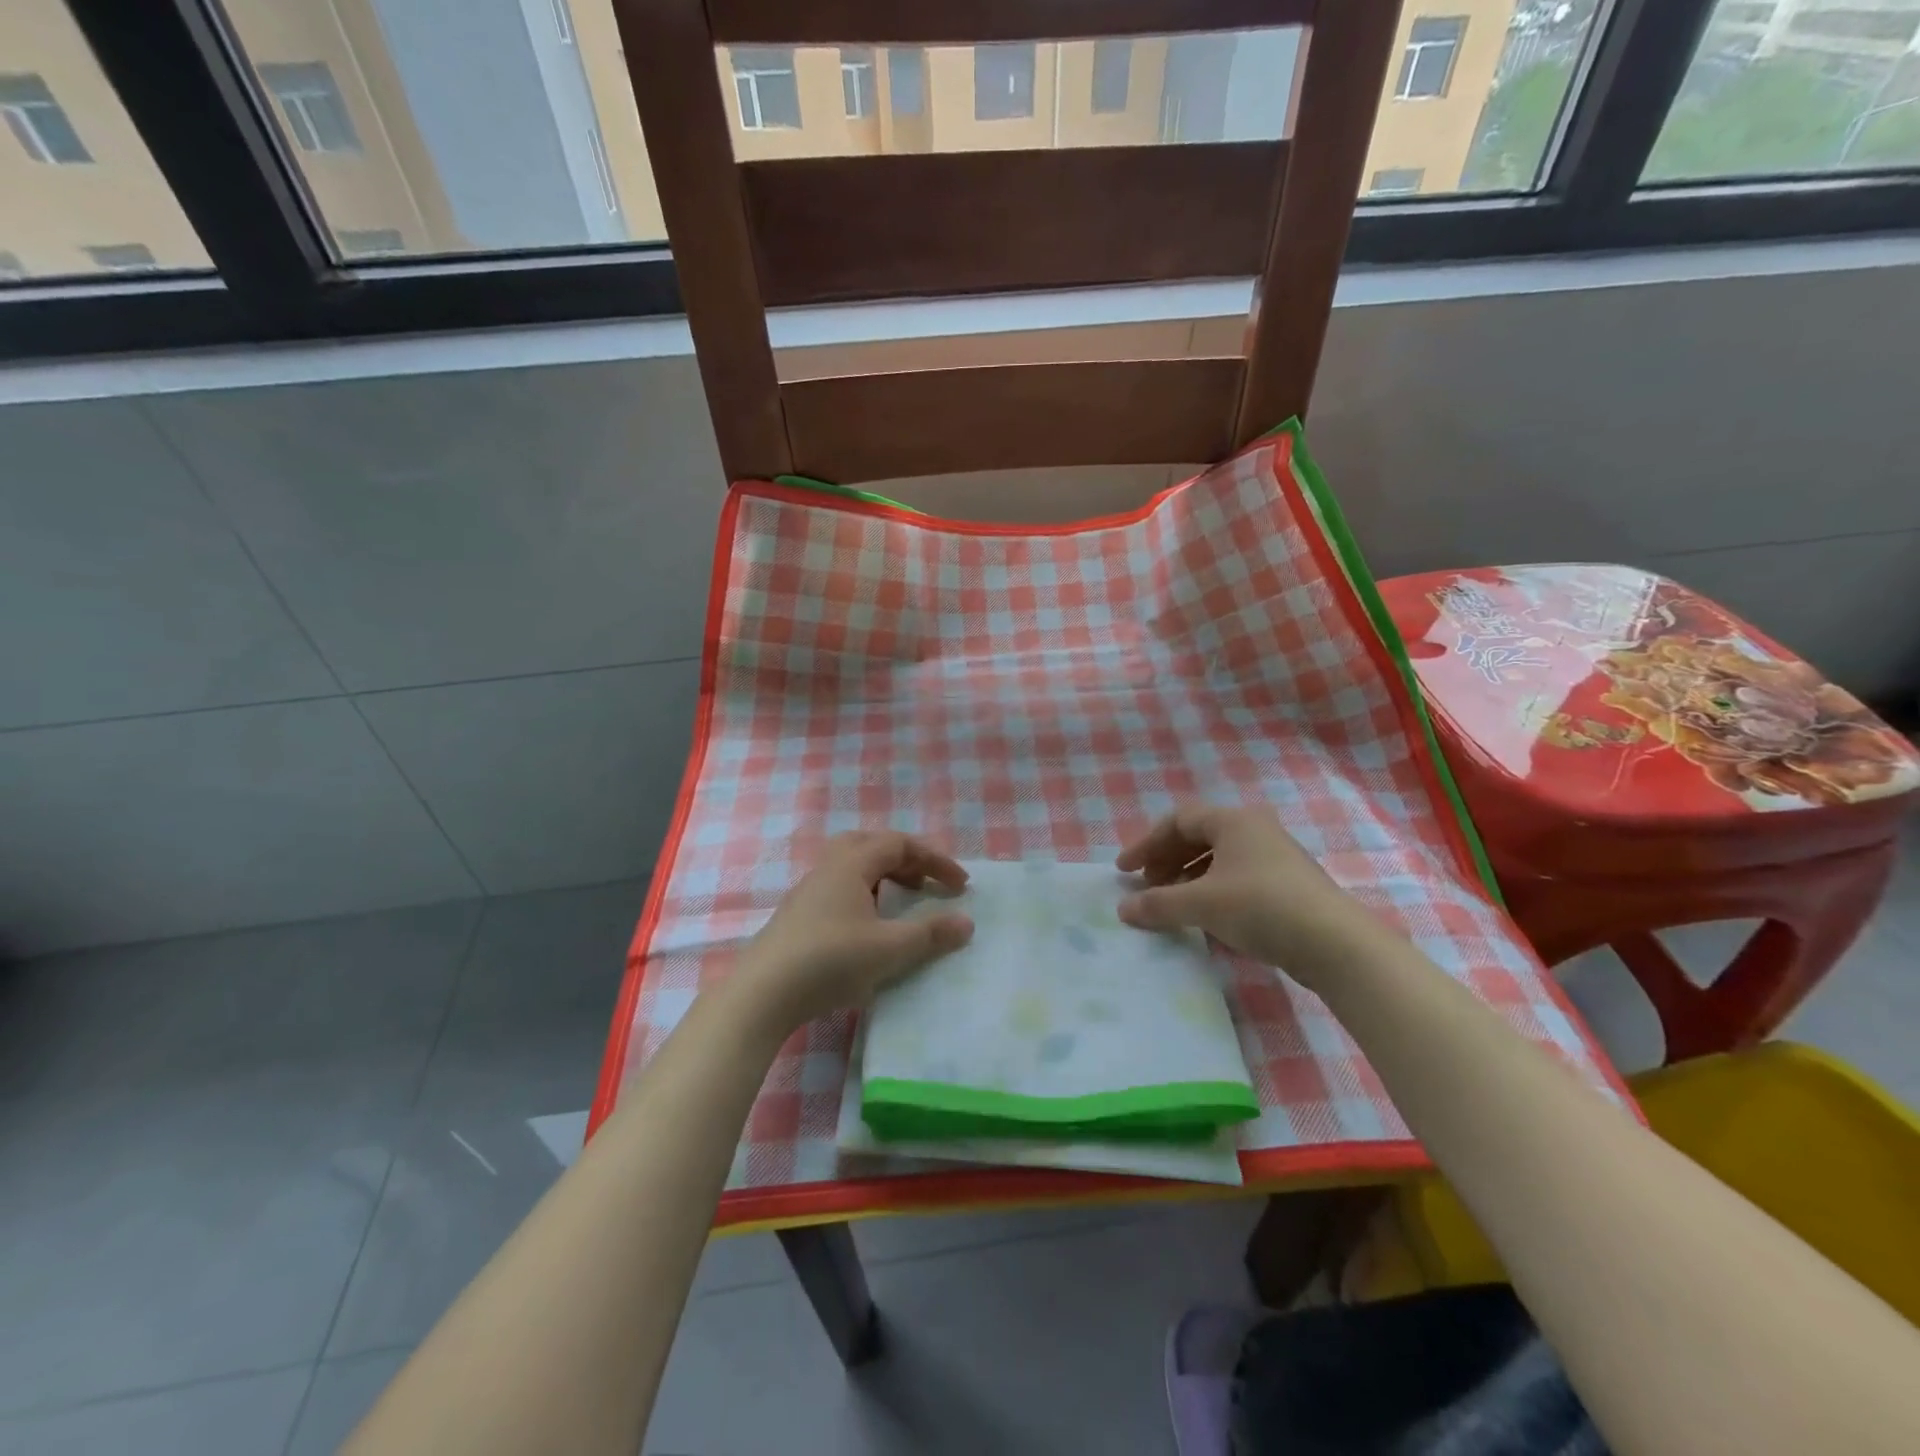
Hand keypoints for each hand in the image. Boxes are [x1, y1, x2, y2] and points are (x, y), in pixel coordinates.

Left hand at [731, 830, 973, 1035]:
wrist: (762, 994)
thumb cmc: (830, 961)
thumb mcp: (889, 949)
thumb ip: (930, 934)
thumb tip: (966, 922)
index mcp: (851, 864)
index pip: (900, 844)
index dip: (934, 860)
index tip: (960, 885)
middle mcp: (828, 869)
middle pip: (872, 846)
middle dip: (906, 860)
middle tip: (927, 884)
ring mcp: (808, 892)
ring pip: (853, 868)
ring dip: (884, 878)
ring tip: (903, 903)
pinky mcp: (798, 917)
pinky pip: (840, 889)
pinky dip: (865, 895)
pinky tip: (869, 928)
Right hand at [1115, 803, 1364, 983]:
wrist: (1336, 944)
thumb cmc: (1261, 907)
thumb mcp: (1202, 904)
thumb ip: (1158, 904)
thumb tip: (1123, 909)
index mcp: (1233, 821)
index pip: (1178, 821)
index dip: (1146, 844)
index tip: (1125, 871)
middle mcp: (1254, 831)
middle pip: (1197, 837)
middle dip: (1166, 860)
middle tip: (1145, 886)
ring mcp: (1274, 858)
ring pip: (1218, 859)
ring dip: (1186, 877)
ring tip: (1170, 902)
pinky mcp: (1286, 886)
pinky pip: (1236, 877)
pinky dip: (1210, 890)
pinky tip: (1203, 916)